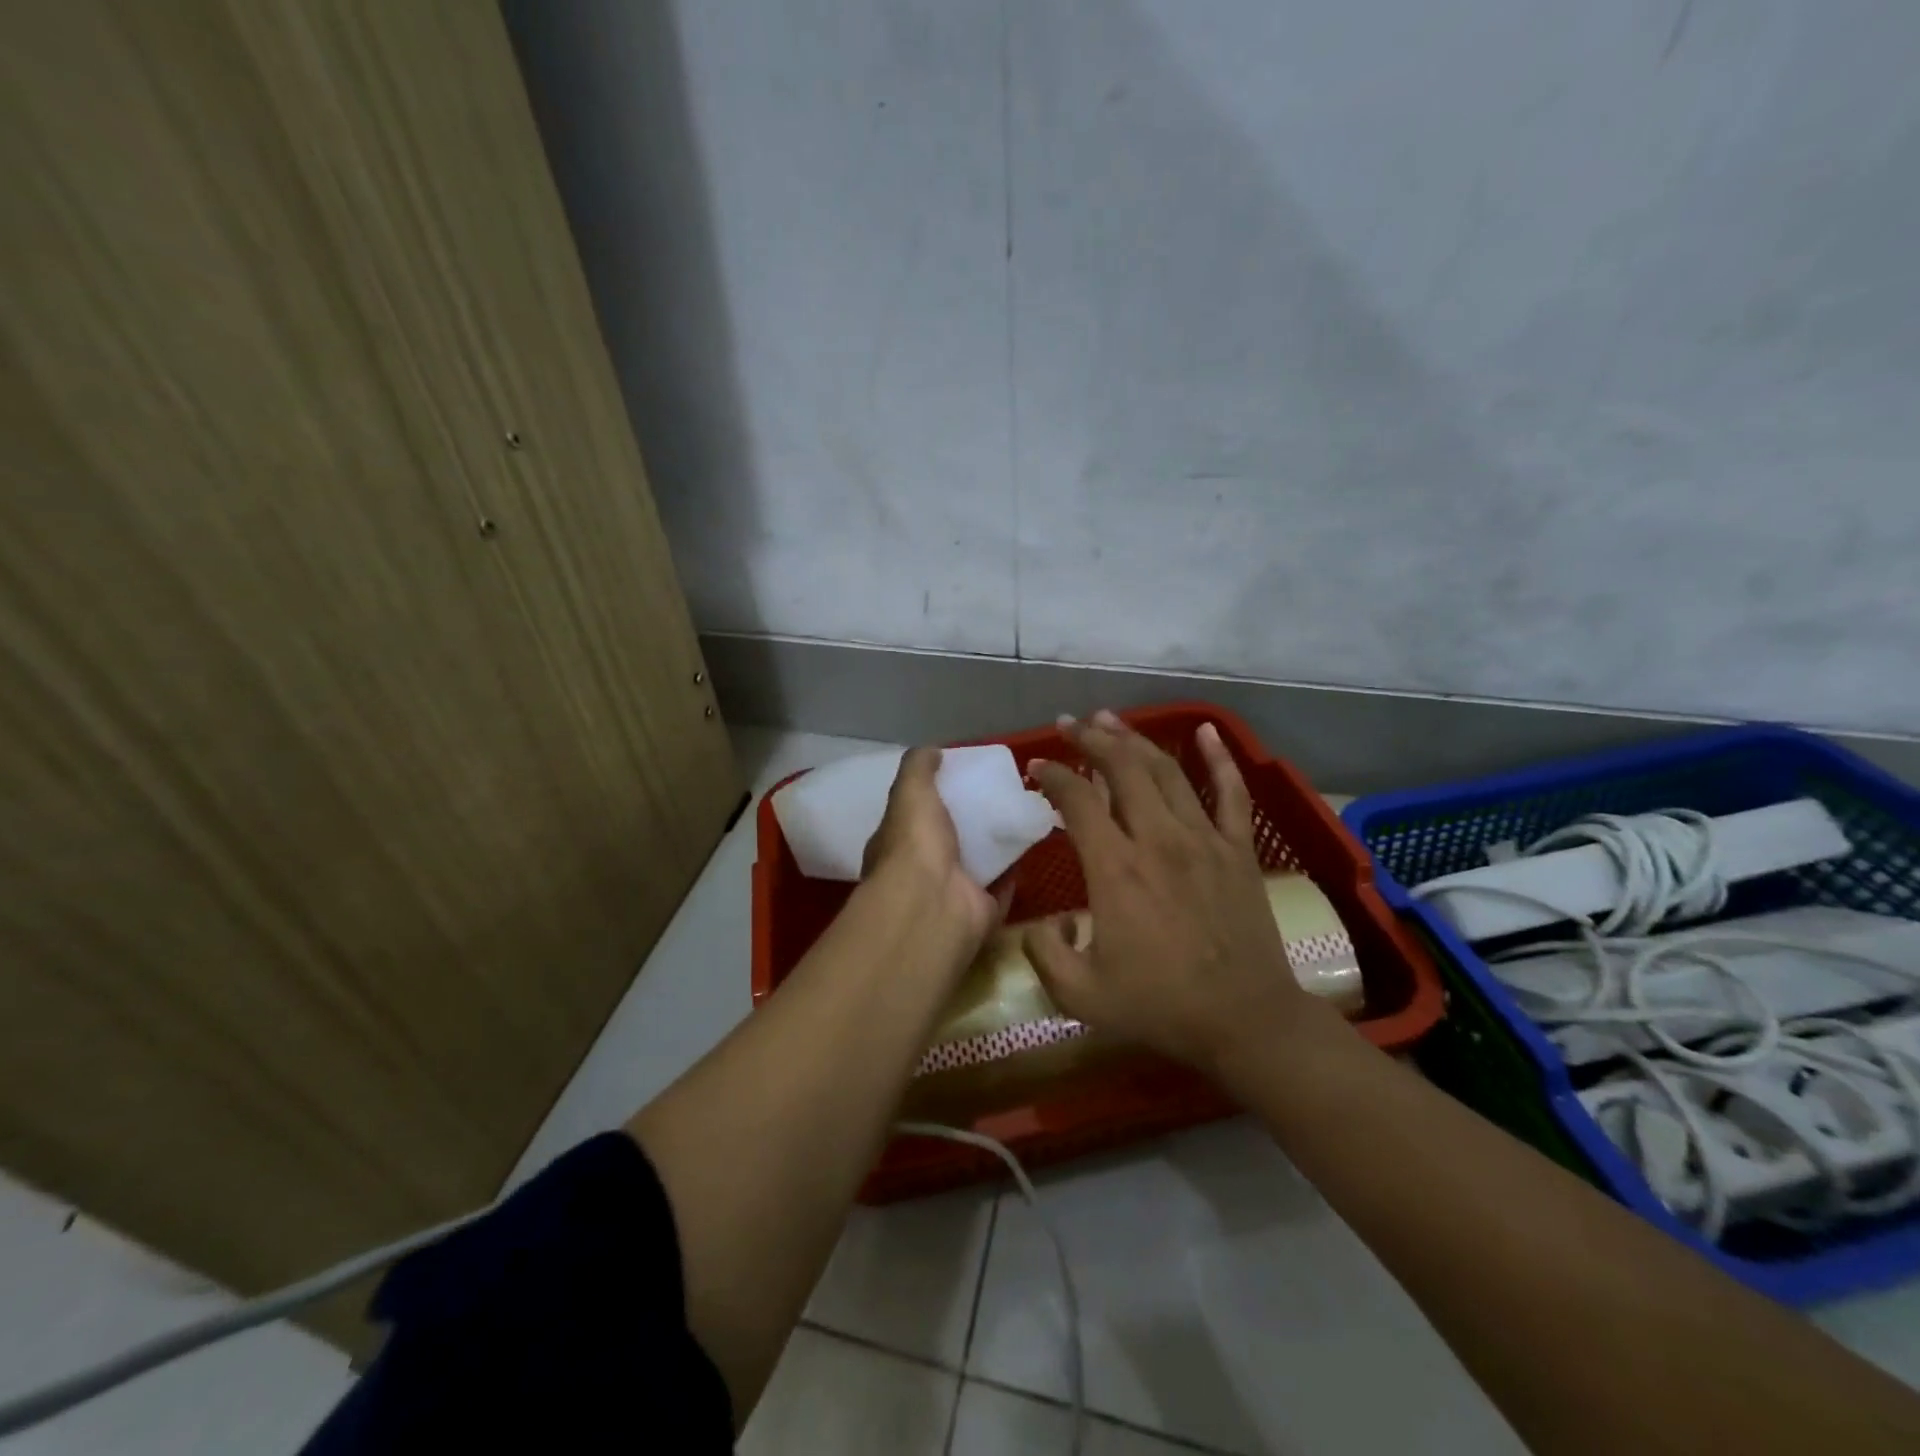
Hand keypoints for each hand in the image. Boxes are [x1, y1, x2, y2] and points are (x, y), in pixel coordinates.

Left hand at [861, 747, 1002, 944]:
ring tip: (1020, 811)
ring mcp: (952, 892)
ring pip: (977, 861)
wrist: (936, 903)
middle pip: (949, 838)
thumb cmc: (915, 844)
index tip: (959, 777)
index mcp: (897, 844)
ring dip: (995, 842)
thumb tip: (934, 749)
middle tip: (998, 792)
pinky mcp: (983, 908)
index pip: (913, 816)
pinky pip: (1002, 883)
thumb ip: (918, 767)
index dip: (932, 797)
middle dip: (968, 820)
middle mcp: (922, 870)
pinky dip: (1015, 866)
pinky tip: (1030, 840)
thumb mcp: (910, 792)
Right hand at [1025, 712, 1334, 1073]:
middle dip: (1091, 739)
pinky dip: (1218, 758)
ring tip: (1110, 719)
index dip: (1053, 775)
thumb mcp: (1080, 995)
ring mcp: (1204, 839)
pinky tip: (1207, 730)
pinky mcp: (1237, 849)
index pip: (1077, 801)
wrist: (1246, 1021)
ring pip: (1166, 770)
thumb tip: (1040, 924)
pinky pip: (1231, 792)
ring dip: (1135, 739)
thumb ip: (1044, 955)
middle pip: (1122, 768)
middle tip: (1069, 724)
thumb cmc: (1160, 1006)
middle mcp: (1158, 839)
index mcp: (1116, 869)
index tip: (1037, 766)